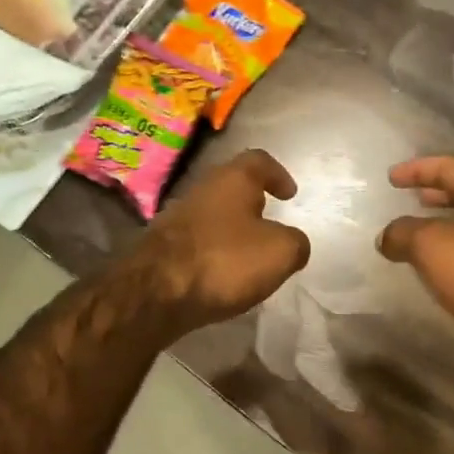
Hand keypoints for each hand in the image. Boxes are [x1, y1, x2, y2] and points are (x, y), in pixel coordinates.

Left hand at [128, 149, 310, 334]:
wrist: (157, 292)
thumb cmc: (225, 261)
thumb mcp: (281, 253)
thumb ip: (296, 242)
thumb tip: (292, 243)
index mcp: (232, 179)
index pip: (259, 161)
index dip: (278, 174)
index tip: (289, 194)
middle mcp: (201, 189)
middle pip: (231, 187)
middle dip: (251, 202)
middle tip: (269, 223)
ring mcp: (176, 216)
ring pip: (211, 214)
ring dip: (230, 229)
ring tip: (247, 255)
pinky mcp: (161, 245)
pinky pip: (195, 241)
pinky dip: (212, 251)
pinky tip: (220, 273)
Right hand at [377, 156, 453, 360]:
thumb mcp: (432, 245)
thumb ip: (403, 233)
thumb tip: (386, 236)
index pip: (450, 167)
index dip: (418, 169)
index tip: (391, 177)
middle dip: (436, 193)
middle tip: (411, 198)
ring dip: (444, 225)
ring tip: (418, 234)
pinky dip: (453, 253)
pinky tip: (438, 269)